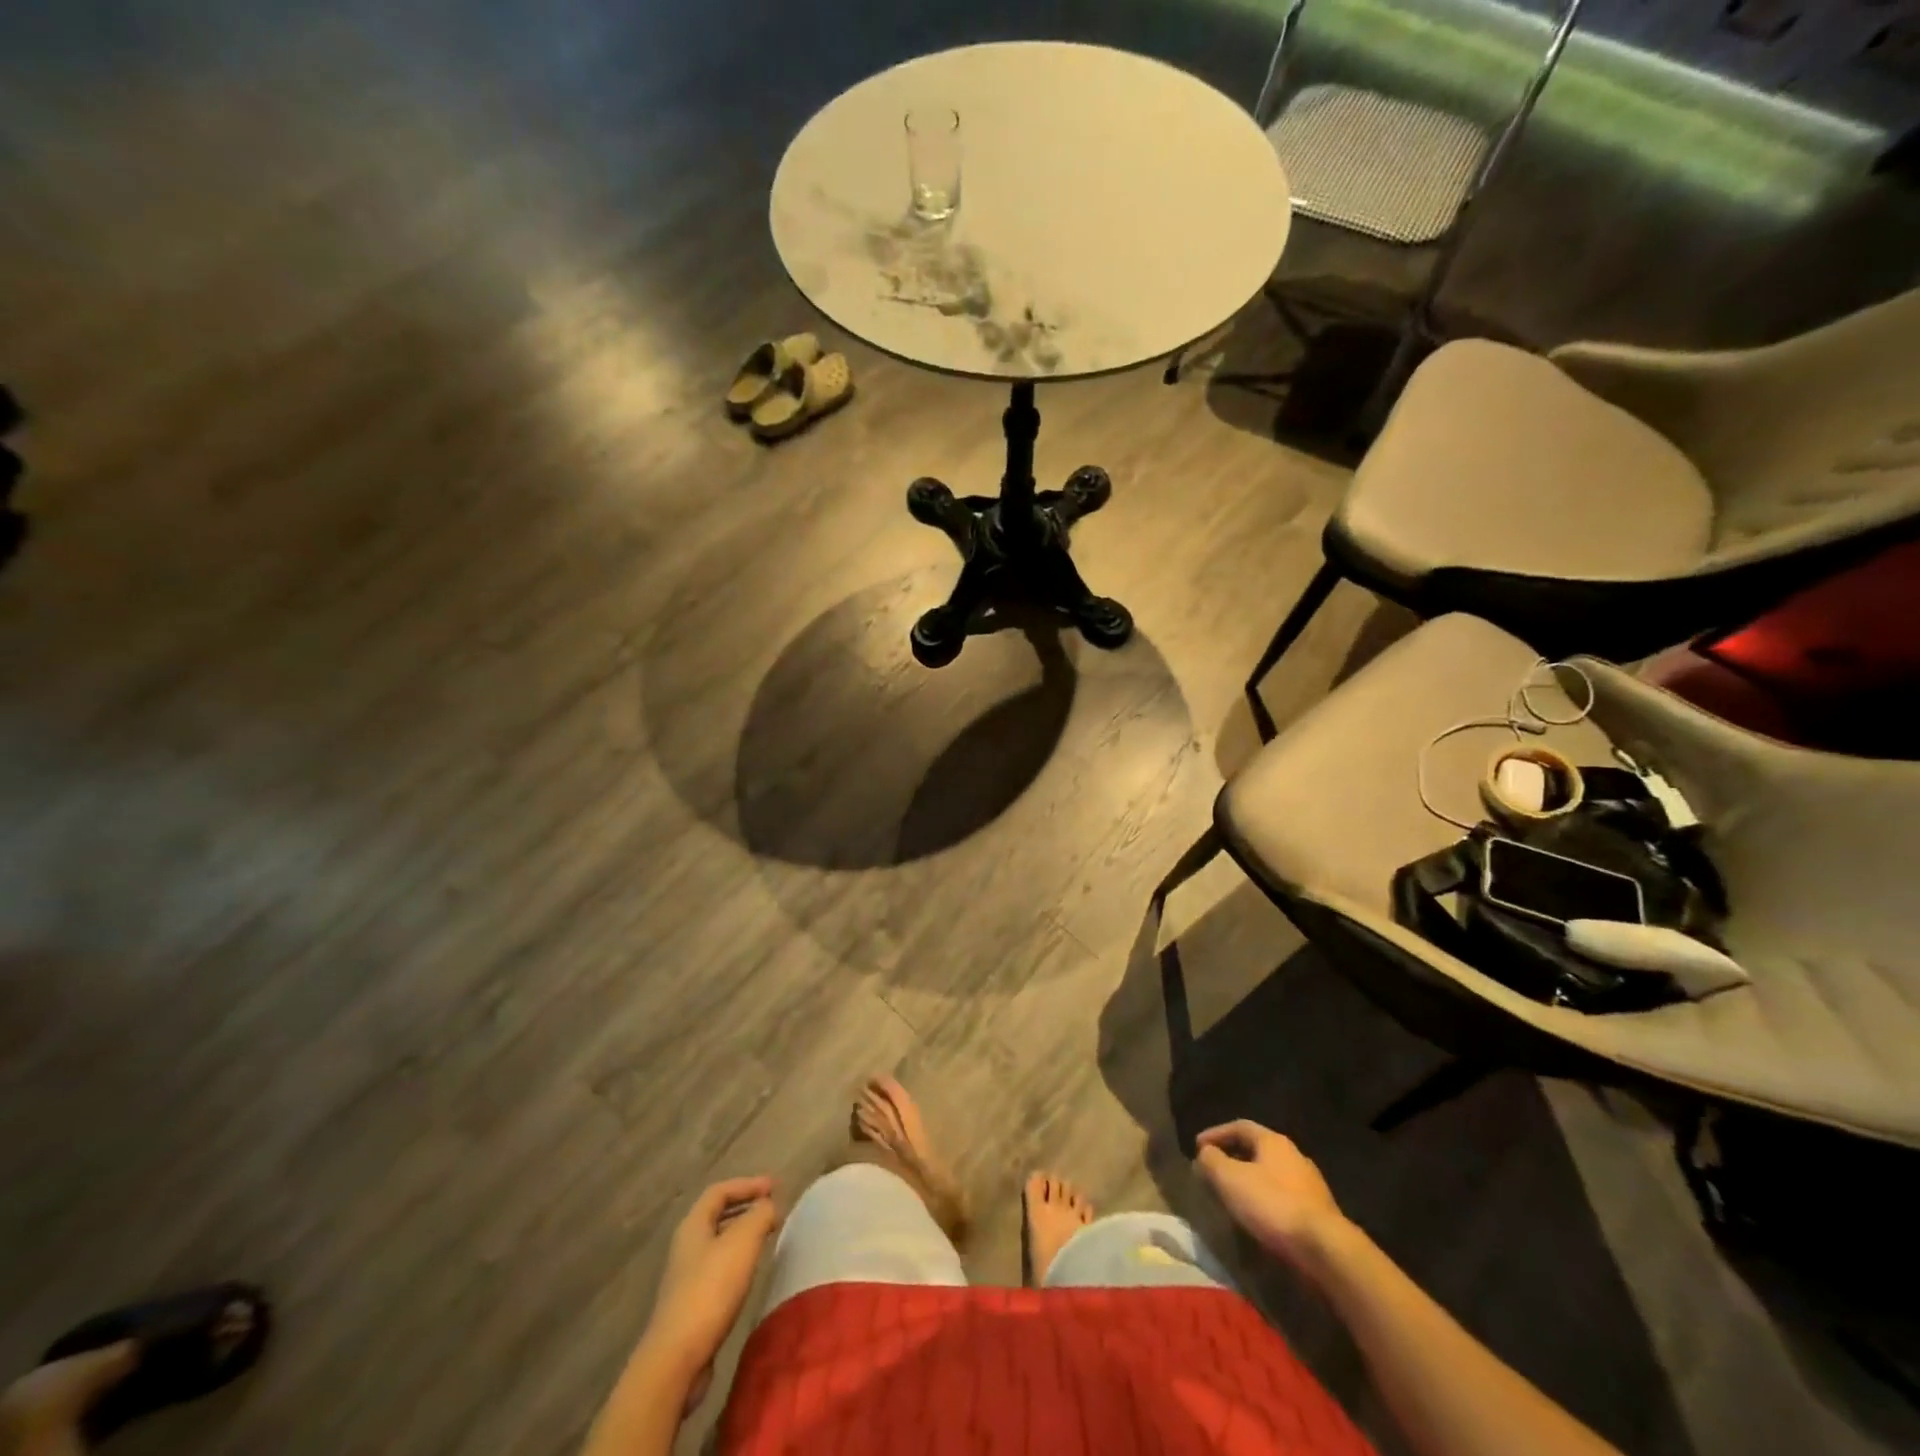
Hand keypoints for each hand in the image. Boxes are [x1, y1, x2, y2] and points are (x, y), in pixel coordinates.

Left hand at [641, 1177, 780, 1388]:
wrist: (676, 1359)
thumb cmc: (710, 1290)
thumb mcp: (743, 1242)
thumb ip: (760, 1215)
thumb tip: (768, 1206)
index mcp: (693, 1225)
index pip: (719, 1191)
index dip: (747, 1184)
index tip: (774, 1187)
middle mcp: (686, 1247)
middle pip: (716, 1216)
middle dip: (745, 1208)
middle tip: (772, 1209)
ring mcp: (685, 1278)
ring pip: (718, 1244)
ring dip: (742, 1235)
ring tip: (767, 1238)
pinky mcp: (691, 1306)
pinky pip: (718, 1270)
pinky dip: (737, 1261)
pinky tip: (751, 1274)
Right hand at [1194, 1121, 1348, 1273]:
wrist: (1326, 1250)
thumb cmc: (1273, 1205)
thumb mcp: (1230, 1179)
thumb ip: (1212, 1161)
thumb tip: (1205, 1154)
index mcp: (1274, 1141)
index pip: (1239, 1127)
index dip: (1216, 1134)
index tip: (1197, 1147)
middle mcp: (1294, 1156)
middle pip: (1257, 1150)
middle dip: (1233, 1158)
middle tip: (1214, 1172)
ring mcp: (1310, 1185)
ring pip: (1271, 1175)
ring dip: (1250, 1182)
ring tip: (1233, 1197)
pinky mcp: (1319, 1213)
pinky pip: (1284, 1198)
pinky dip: (1266, 1202)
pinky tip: (1258, 1218)